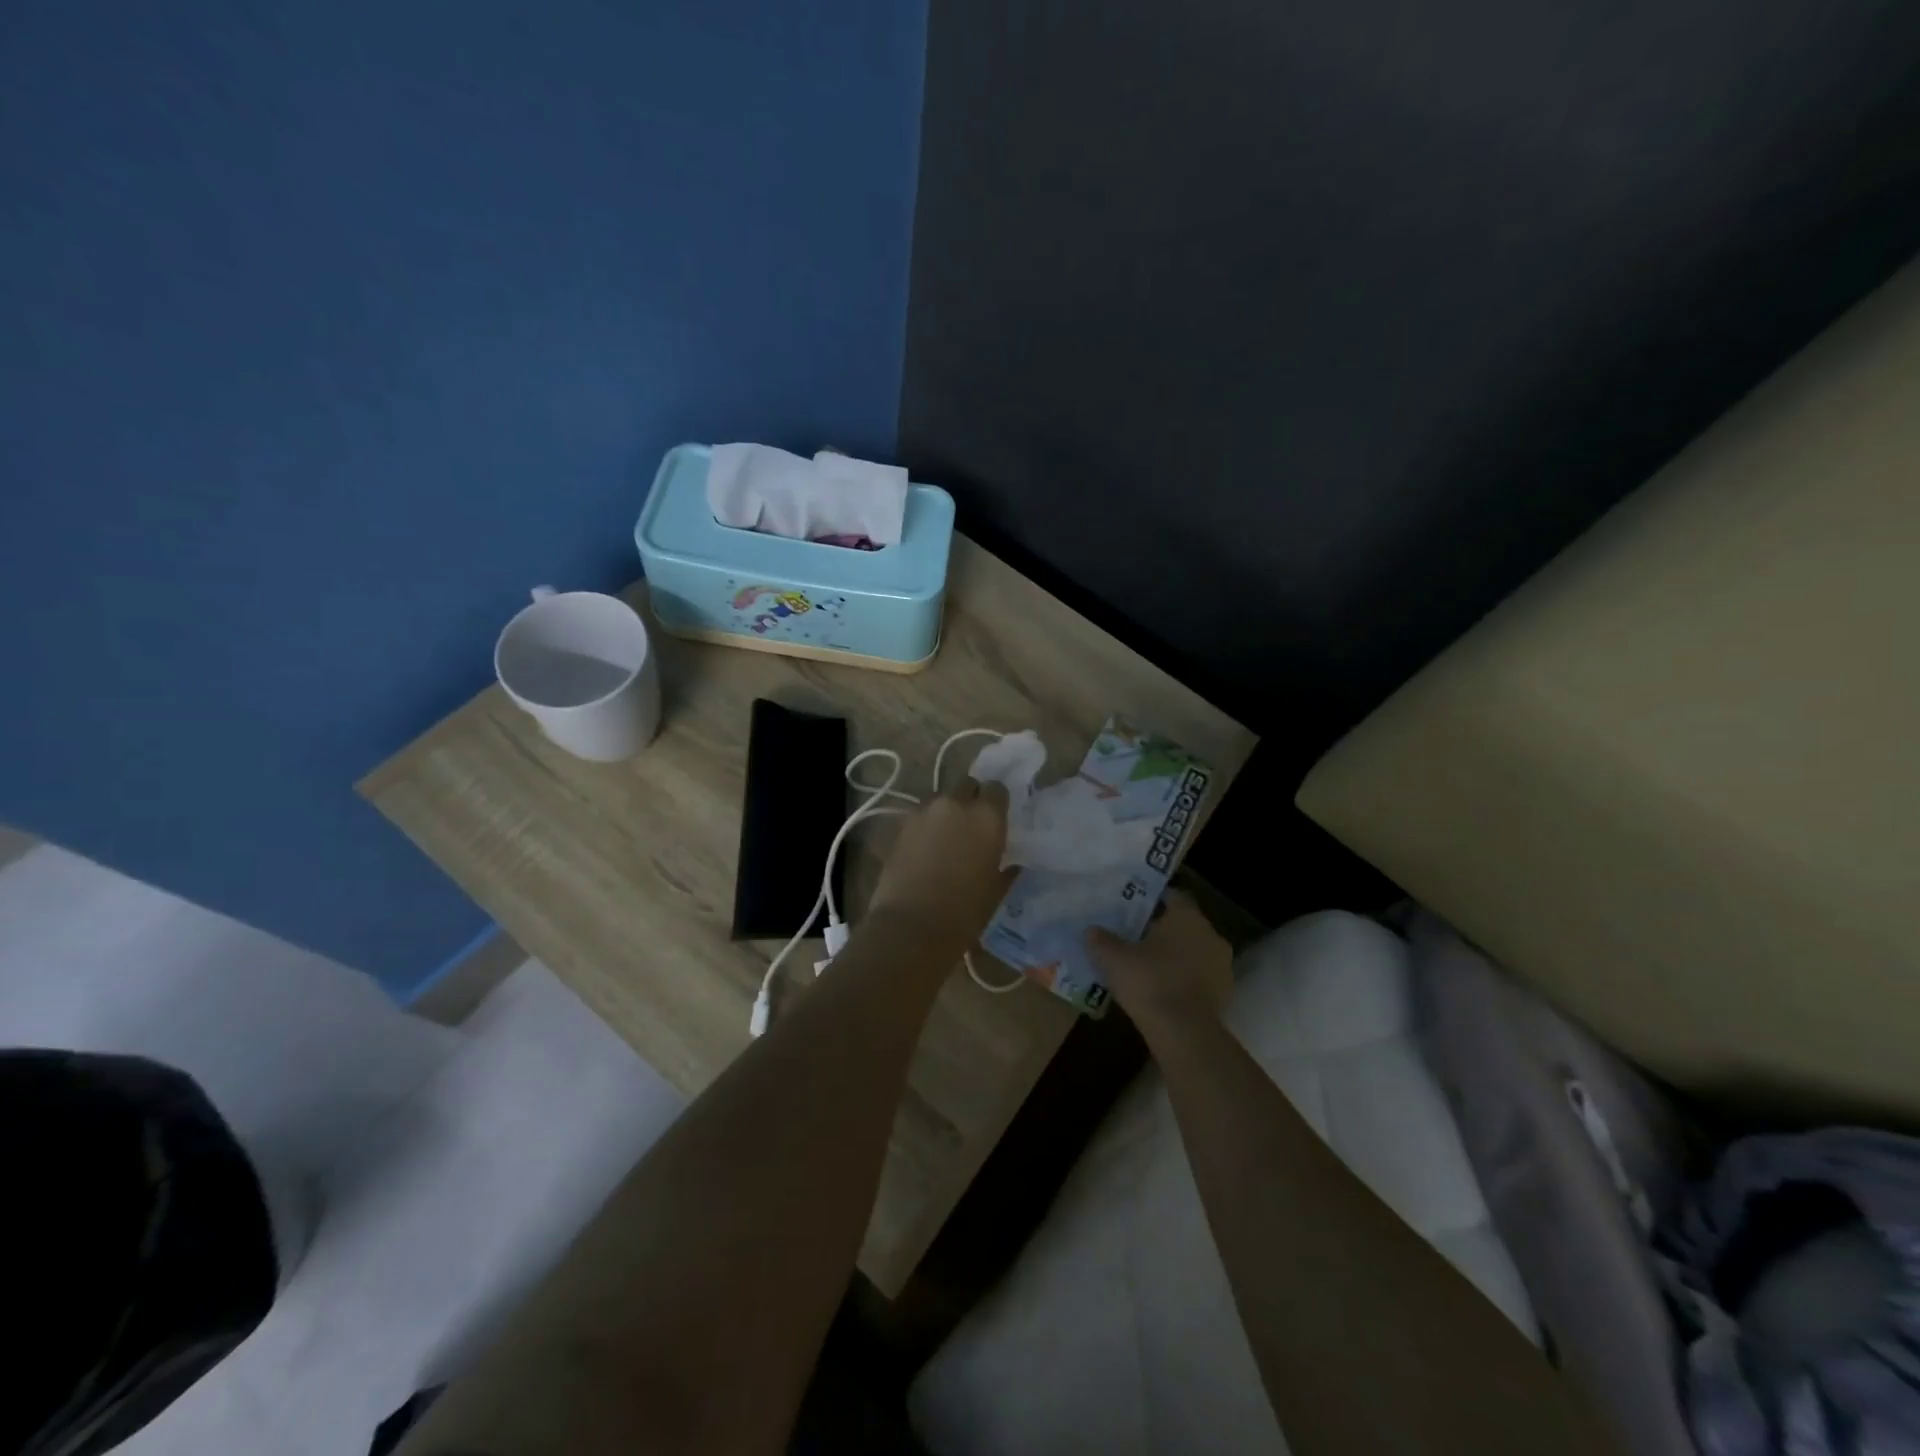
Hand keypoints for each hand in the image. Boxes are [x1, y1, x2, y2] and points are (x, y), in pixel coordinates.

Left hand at [868, 780, 1013, 945]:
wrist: (911, 926)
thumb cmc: (964, 912)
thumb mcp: (996, 891)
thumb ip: (1006, 868)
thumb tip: (1012, 863)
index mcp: (987, 816)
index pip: (997, 789)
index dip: (997, 802)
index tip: (997, 817)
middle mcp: (956, 804)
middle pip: (967, 785)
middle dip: (971, 799)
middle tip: (972, 824)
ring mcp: (925, 811)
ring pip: (941, 799)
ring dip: (947, 812)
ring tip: (948, 837)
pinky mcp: (902, 825)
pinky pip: (921, 816)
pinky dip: (927, 825)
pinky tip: (928, 848)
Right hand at [1087, 890, 1232, 1040]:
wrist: (1183, 1032)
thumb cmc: (1149, 981)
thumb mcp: (1113, 958)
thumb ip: (1101, 940)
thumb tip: (1091, 931)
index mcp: (1187, 917)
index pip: (1174, 896)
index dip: (1154, 900)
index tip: (1135, 908)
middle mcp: (1210, 934)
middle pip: (1185, 925)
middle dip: (1164, 930)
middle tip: (1137, 938)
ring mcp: (1222, 966)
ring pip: (1195, 951)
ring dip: (1177, 956)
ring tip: (1149, 966)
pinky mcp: (1224, 994)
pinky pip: (1200, 977)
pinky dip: (1185, 979)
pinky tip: (1164, 990)